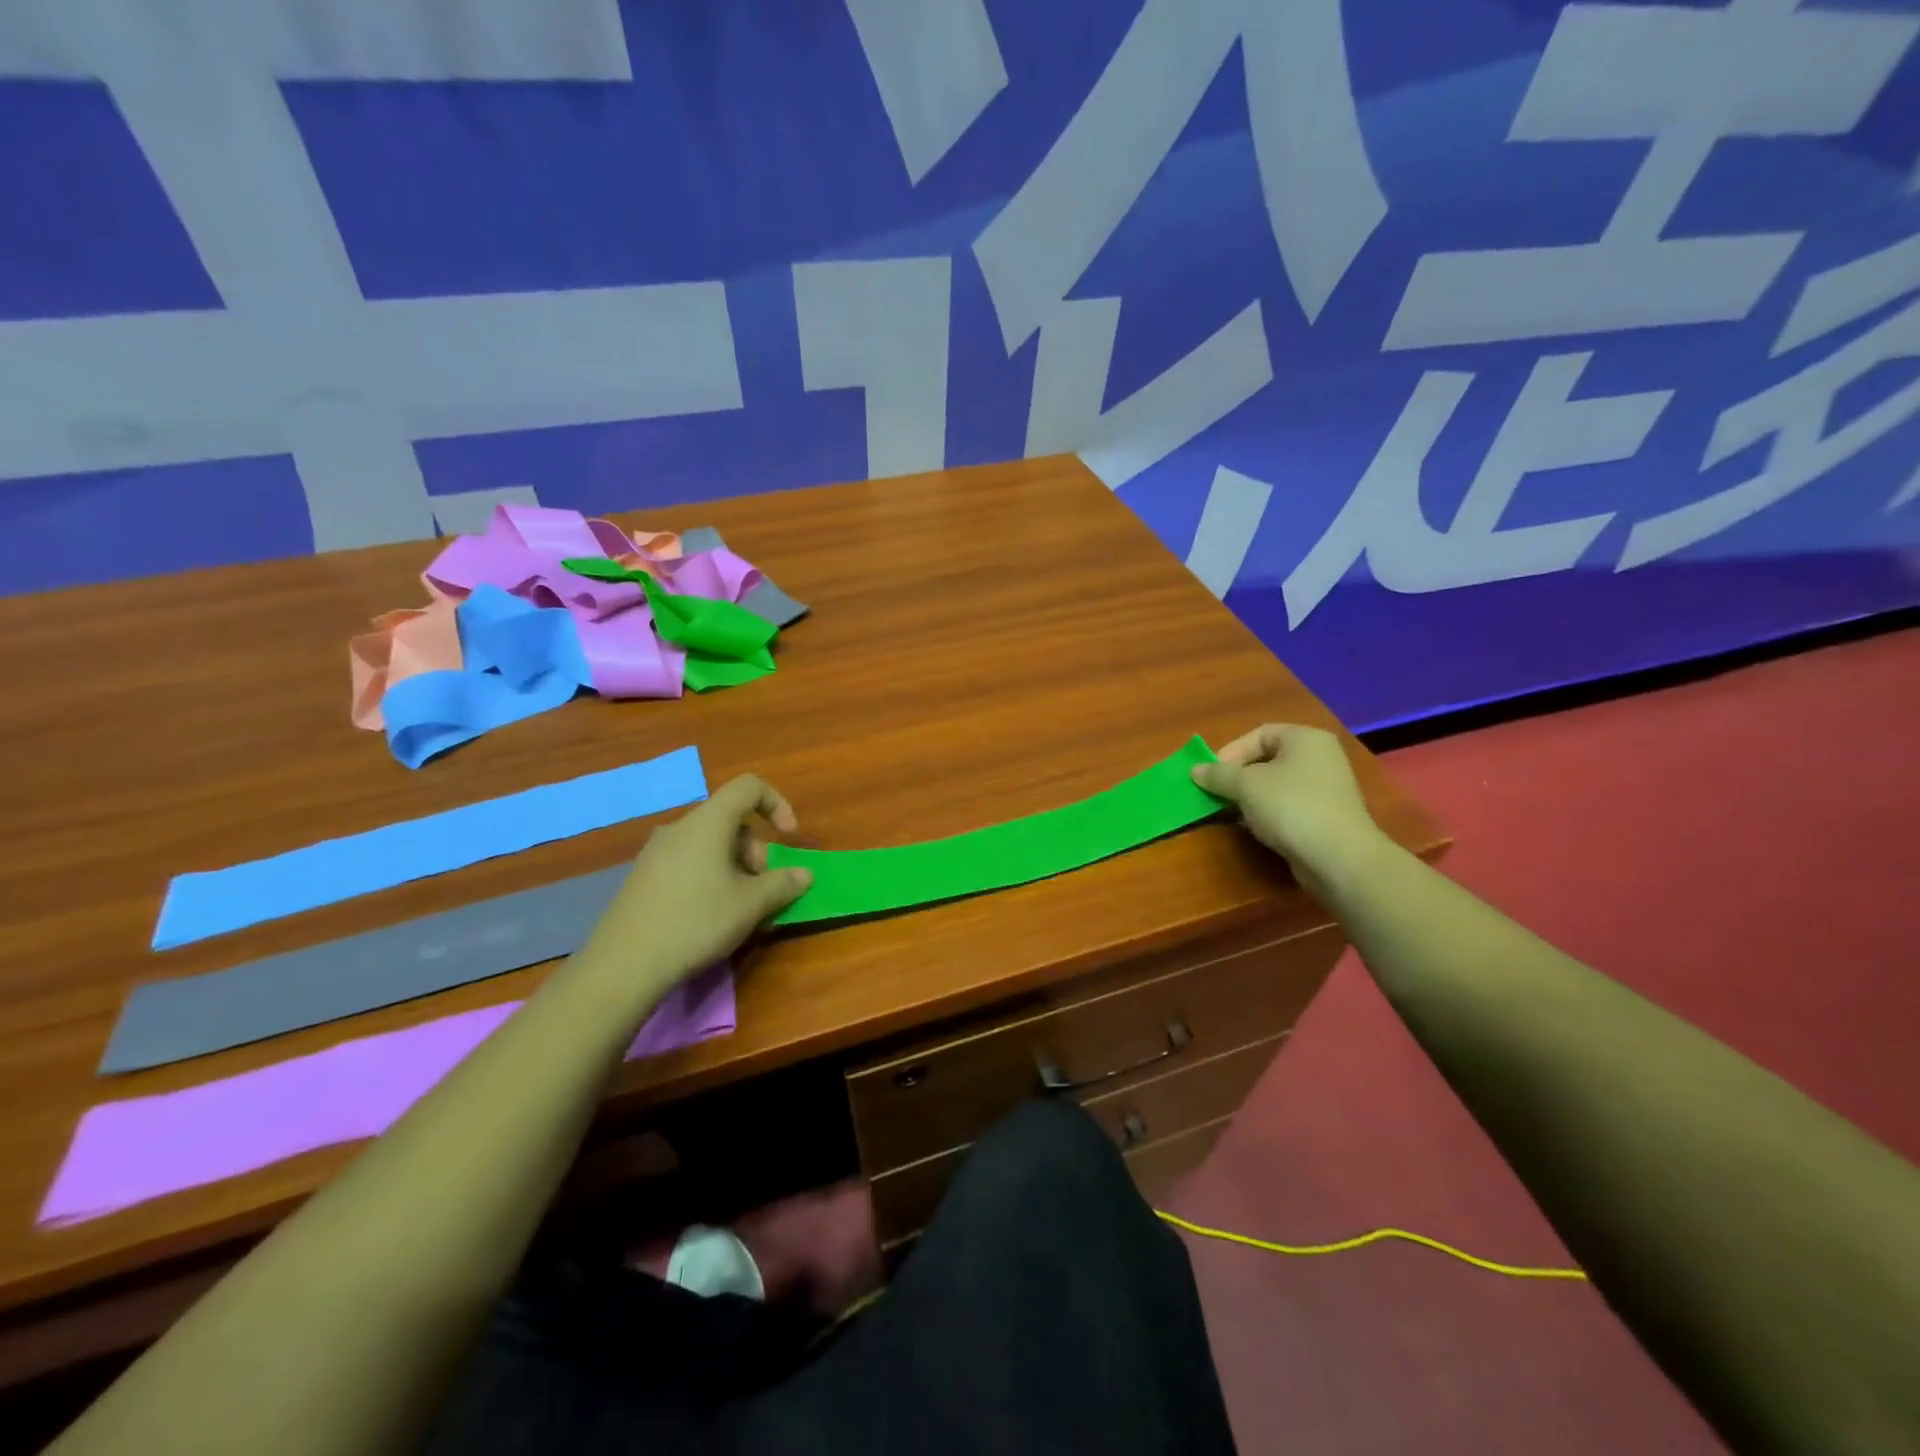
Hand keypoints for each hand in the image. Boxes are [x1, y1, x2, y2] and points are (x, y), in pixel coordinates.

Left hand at [577, 774, 812, 986]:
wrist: (623, 965)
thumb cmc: (696, 922)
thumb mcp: (750, 905)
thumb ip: (783, 883)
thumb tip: (804, 874)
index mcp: (708, 822)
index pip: (749, 787)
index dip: (777, 804)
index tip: (788, 837)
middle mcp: (680, 828)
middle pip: (731, 821)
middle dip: (757, 851)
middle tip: (763, 891)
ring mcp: (657, 852)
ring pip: (711, 845)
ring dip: (736, 868)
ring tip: (741, 910)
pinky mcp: (644, 877)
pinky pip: (690, 862)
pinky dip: (712, 878)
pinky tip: (710, 916)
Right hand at [1193, 724, 1387, 891]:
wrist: (1338, 857)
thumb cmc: (1290, 806)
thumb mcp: (1245, 785)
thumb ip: (1218, 774)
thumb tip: (1195, 770)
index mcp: (1305, 738)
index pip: (1259, 734)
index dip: (1231, 752)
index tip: (1212, 775)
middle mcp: (1320, 757)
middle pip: (1267, 759)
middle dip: (1238, 777)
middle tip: (1218, 793)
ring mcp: (1327, 788)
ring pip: (1277, 784)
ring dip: (1250, 797)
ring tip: (1231, 813)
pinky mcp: (1327, 816)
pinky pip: (1289, 805)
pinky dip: (1268, 813)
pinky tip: (1254, 828)